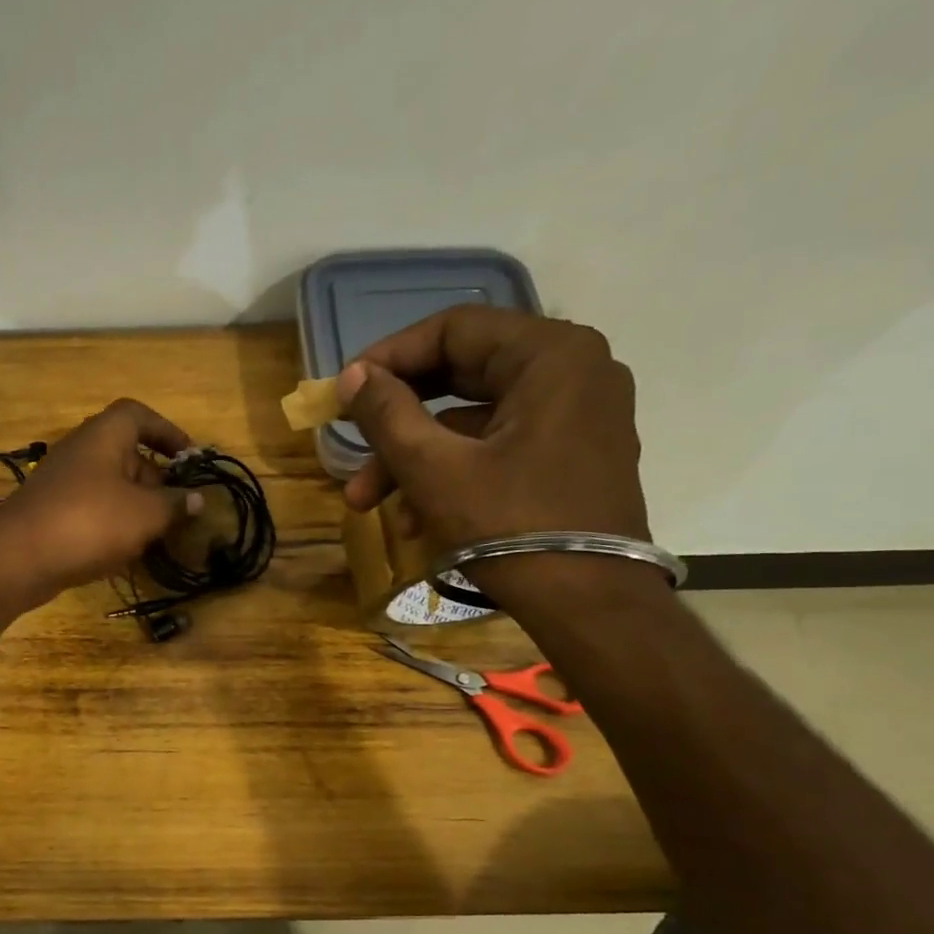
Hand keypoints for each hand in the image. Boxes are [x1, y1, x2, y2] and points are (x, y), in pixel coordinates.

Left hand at [0, 399, 203, 609]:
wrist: (17, 558)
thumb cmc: (89, 523)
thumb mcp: (145, 514)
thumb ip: (175, 505)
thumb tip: (198, 499)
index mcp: (104, 436)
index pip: (139, 415)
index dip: (168, 432)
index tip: (189, 458)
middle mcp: (81, 450)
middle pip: (127, 454)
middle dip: (156, 480)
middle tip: (176, 509)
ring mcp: (63, 482)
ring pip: (110, 486)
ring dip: (136, 506)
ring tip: (154, 536)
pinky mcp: (51, 511)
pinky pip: (92, 509)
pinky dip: (111, 524)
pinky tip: (122, 552)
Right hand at [335, 306, 654, 607]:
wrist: (589, 604)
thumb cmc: (510, 525)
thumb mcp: (433, 468)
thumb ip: (386, 413)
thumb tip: (351, 375)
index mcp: (550, 355)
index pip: (454, 330)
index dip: (389, 357)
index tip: (344, 391)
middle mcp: (572, 371)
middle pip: (461, 376)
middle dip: (395, 421)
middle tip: (348, 444)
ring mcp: (576, 416)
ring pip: (471, 420)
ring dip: (413, 459)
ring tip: (365, 505)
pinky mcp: (570, 455)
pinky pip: (496, 448)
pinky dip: (450, 473)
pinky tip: (411, 520)